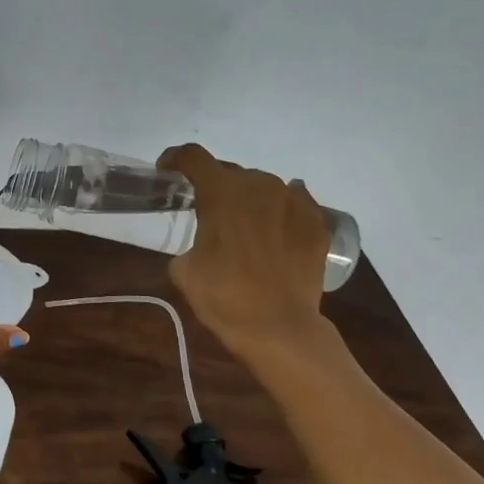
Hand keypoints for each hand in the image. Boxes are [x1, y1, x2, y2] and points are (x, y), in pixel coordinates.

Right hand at [158, 143, 332, 361]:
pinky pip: (293, 202)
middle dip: (215, 186)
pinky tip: (274, 230)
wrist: (279, 328)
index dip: (175, 159)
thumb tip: (206, 240)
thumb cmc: (223, 297)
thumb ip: (192, 239)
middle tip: (208, 212)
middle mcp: (258, 185)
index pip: (192, 156)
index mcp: (220, 192)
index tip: (168, 171)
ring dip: (248, 199)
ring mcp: (292, 200)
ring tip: (244, 226)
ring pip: (263, 186)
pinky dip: (279, 211)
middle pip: (229, 172)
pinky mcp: (316, 221)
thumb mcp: (184, 269)